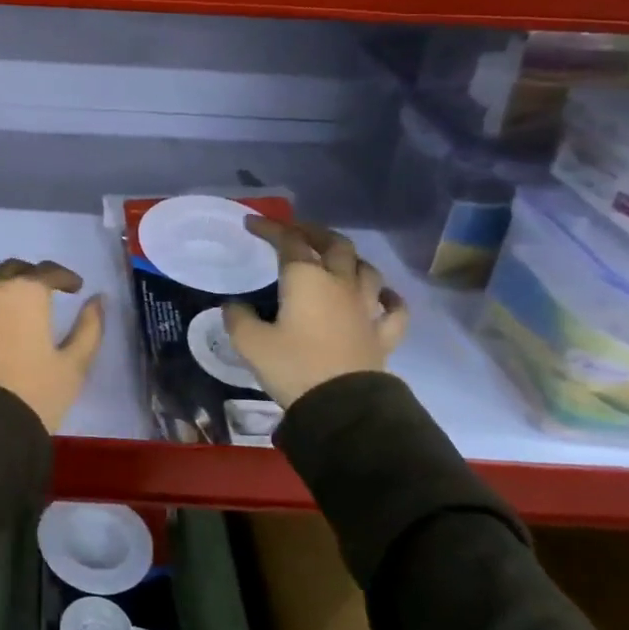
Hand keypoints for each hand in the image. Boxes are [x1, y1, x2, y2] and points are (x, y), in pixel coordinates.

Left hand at [0, 259, 106, 433]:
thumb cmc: (35, 393)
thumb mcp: (74, 363)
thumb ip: (89, 326)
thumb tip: (98, 300)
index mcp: (25, 292)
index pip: (47, 271)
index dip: (65, 277)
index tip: (76, 288)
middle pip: (13, 270)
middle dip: (31, 277)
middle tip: (46, 294)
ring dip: (4, 291)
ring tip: (17, 311)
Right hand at [222, 217, 408, 408]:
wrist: (342, 406)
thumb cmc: (293, 366)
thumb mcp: (250, 343)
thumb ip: (239, 318)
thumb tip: (234, 306)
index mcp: (306, 279)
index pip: (289, 241)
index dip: (270, 228)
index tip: (252, 223)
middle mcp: (339, 284)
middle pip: (335, 245)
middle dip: (314, 233)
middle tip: (297, 232)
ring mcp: (366, 308)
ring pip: (366, 269)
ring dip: (350, 258)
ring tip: (336, 258)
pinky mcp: (383, 334)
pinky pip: (394, 309)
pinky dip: (389, 297)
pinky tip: (383, 295)